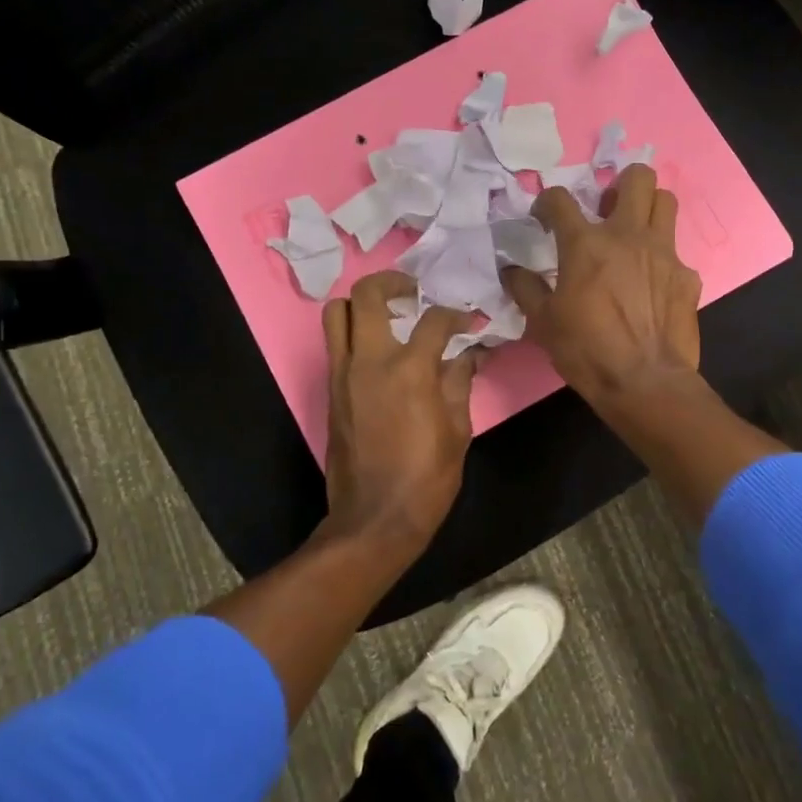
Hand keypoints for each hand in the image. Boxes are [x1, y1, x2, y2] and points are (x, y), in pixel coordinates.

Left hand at [318, 271, 479, 559]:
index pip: (433, 320)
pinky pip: (335, 344)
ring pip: (336, 313)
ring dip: (362, 304)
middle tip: (414, 293)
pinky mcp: (330, 391)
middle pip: (367, 294)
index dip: (456, 314)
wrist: (374, 519)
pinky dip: (354, 332)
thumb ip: (460, 382)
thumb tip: (470, 353)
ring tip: (389, 314)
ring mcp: (343, 374)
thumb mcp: (457, 430)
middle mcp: (369, 361)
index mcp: (409, 369)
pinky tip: (380, 350)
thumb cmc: (426, 478)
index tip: (469, 321)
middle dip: (393, 283)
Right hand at [502, 164, 701, 407]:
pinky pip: (676, 252)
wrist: (645, 383)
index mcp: (586, 244)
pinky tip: (653, 284)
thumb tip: (512, 270)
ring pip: (666, 202)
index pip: (560, 199)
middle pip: (637, 177)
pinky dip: (662, 260)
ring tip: (635, 230)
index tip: (544, 216)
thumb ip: (526, 289)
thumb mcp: (543, 323)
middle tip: (608, 208)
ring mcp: (664, 253)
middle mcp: (628, 235)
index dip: (547, 201)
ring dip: (649, 207)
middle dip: (621, 183)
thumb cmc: (586, 351)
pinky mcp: (687, 276)